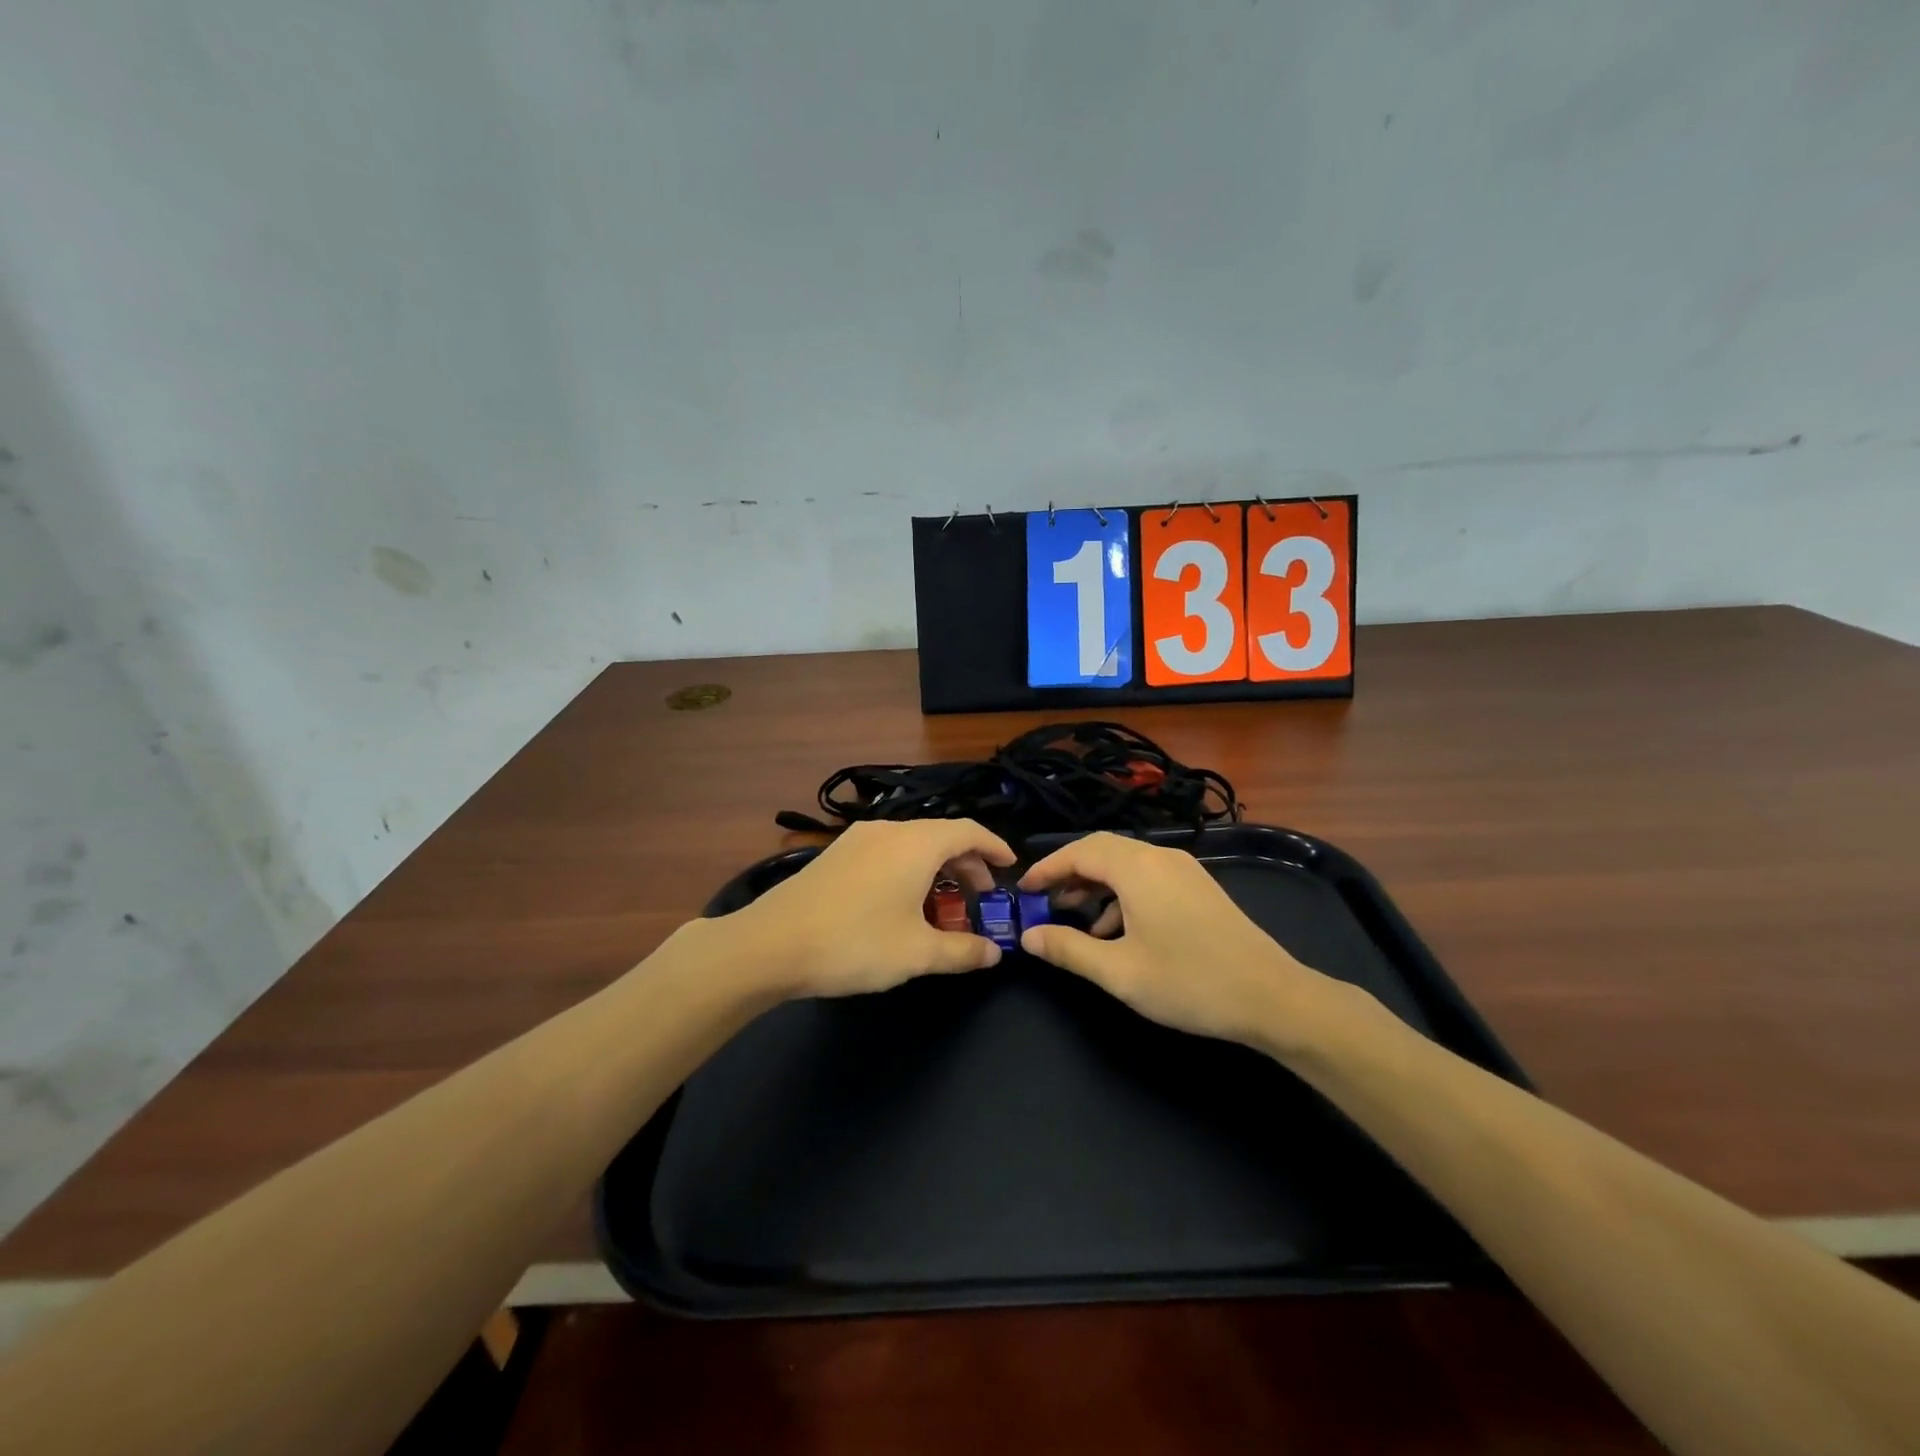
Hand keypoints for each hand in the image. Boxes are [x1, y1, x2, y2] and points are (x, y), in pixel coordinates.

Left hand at [732, 819, 1015, 998]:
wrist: (771, 944)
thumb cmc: (856, 943)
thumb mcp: (917, 954)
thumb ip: (962, 951)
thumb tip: (994, 953)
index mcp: (917, 843)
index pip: (969, 832)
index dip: (995, 848)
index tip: (1011, 869)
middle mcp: (890, 830)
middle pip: (941, 836)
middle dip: (967, 865)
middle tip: (980, 898)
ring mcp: (858, 839)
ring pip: (912, 845)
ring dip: (936, 869)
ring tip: (943, 906)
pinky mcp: (837, 854)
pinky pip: (888, 852)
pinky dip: (909, 870)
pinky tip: (902, 904)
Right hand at [1019, 832, 1346, 1057]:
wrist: (1273, 997)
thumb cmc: (1189, 982)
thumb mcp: (1119, 972)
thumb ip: (1068, 949)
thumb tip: (1029, 937)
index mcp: (1137, 868)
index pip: (1079, 851)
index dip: (1047, 868)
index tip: (1023, 889)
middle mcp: (1160, 857)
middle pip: (1102, 852)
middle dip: (1070, 874)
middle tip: (1044, 902)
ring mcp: (1184, 870)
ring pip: (1126, 865)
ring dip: (1096, 886)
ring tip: (1076, 921)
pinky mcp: (1199, 888)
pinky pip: (1148, 878)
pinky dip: (1122, 895)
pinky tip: (1118, 933)